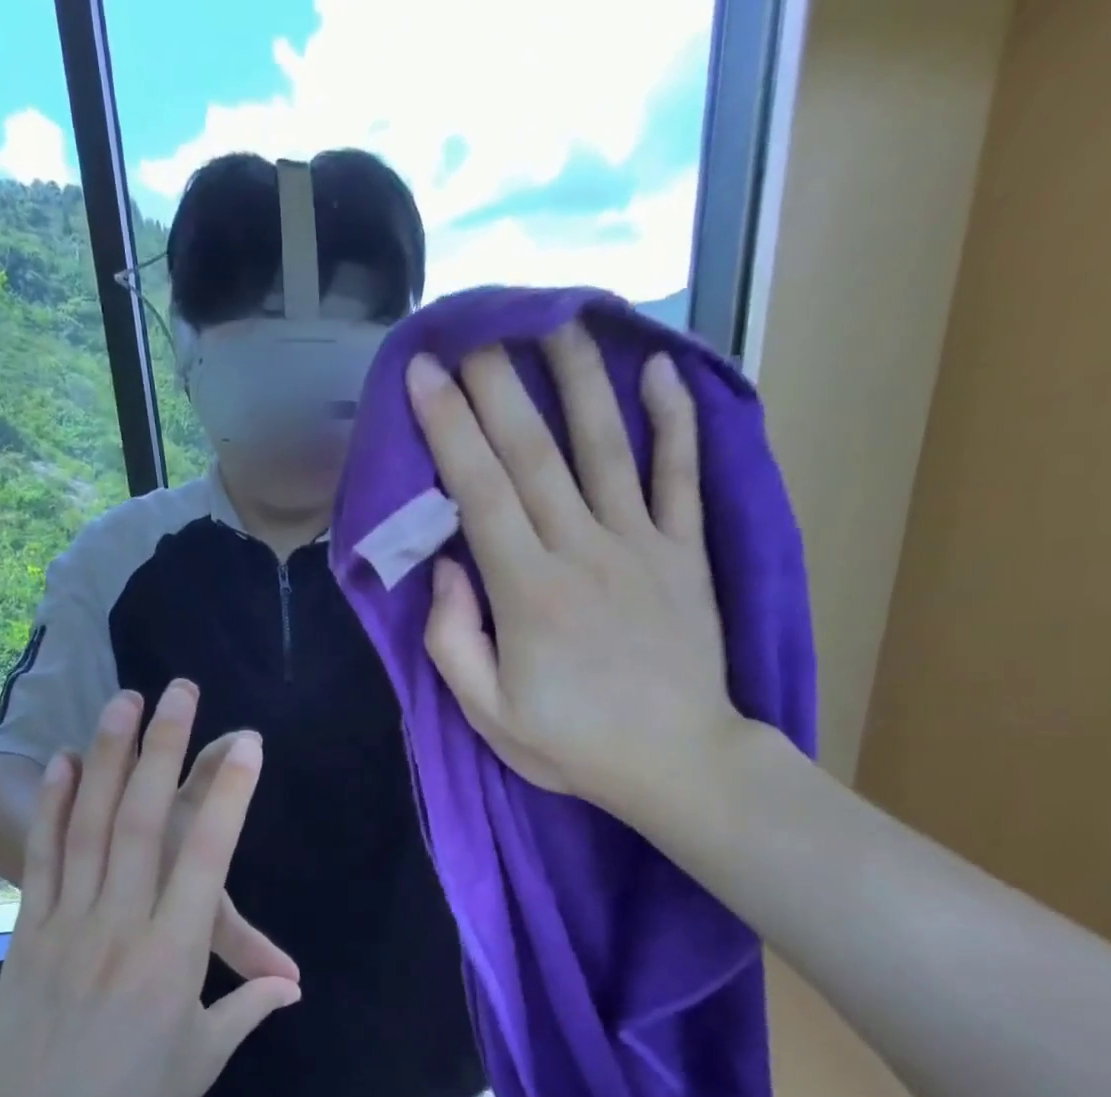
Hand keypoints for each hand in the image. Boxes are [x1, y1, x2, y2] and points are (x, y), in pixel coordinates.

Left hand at [0, 682, 301, 1096]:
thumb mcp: (201, 1058)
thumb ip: (247, 1007)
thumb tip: (294, 985)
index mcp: (172, 955)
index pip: (207, 858)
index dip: (228, 795)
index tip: (247, 743)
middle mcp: (122, 923)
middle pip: (143, 821)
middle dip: (164, 749)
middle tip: (179, 692)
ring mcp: (70, 920)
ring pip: (90, 825)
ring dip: (107, 757)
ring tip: (122, 701)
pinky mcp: (31, 928)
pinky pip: (44, 856)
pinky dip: (53, 805)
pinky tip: (62, 762)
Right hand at [404, 323, 745, 820]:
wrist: (678, 761)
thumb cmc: (572, 743)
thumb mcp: (488, 713)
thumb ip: (455, 640)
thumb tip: (448, 566)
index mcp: (527, 591)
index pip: (480, 491)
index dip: (449, 427)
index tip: (425, 374)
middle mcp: (582, 550)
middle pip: (534, 453)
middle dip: (498, 385)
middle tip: (476, 328)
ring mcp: (641, 545)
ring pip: (605, 446)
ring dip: (578, 379)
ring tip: (557, 321)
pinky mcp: (685, 553)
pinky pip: (680, 476)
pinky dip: (673, 420)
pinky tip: (657, 370)